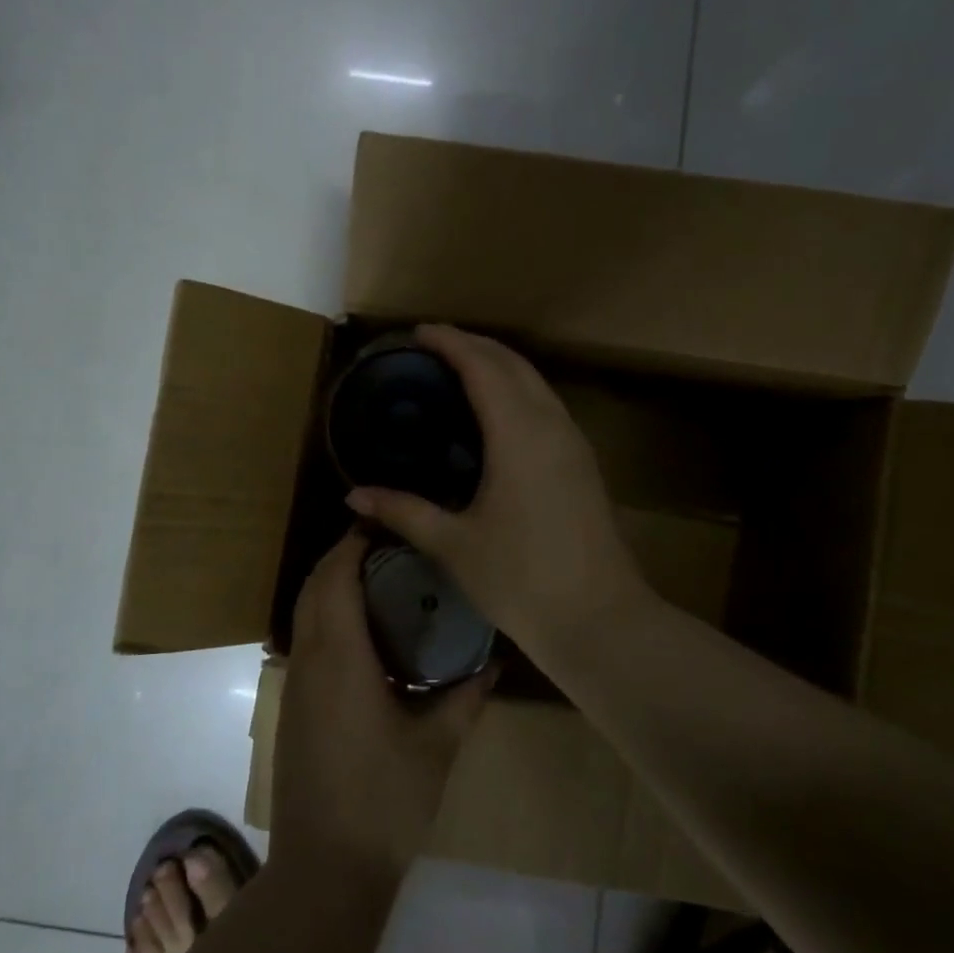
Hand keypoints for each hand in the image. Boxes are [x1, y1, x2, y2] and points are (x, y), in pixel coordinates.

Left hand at [270, 531, 491, 883]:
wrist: (325, 869)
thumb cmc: (385, 801)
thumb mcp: (437, 745)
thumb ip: (466, 697)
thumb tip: (494, 661)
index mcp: (341, 657)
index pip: (337, 577)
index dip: (354, 544)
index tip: (384, 525)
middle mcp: (309, 659)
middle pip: (314, 587)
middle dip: (342, 557)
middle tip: (388, 547)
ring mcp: (294, 684)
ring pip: (304, 612)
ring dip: (330, 586)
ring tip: (377, 580)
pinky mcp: (292, 706)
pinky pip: (304, 640)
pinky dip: (325, 616)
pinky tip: (362, 635)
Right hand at [344, 325, 651, 649]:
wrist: (600, 619)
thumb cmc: (521, 579)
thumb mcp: (454, 545)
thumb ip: (403, 512)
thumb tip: (353, 496)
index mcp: (519, 435)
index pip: (483, 367)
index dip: (451, 343)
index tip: (419, 332)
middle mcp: (551, 425)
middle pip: (514, 364)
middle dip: (475, 345)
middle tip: (434, 345)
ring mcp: (574, 443)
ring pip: (536, 382)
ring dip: (499, 365)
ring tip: (461, 369)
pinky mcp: (582, 463)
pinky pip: (546, 405)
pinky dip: (517, 390)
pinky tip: (496, 413)